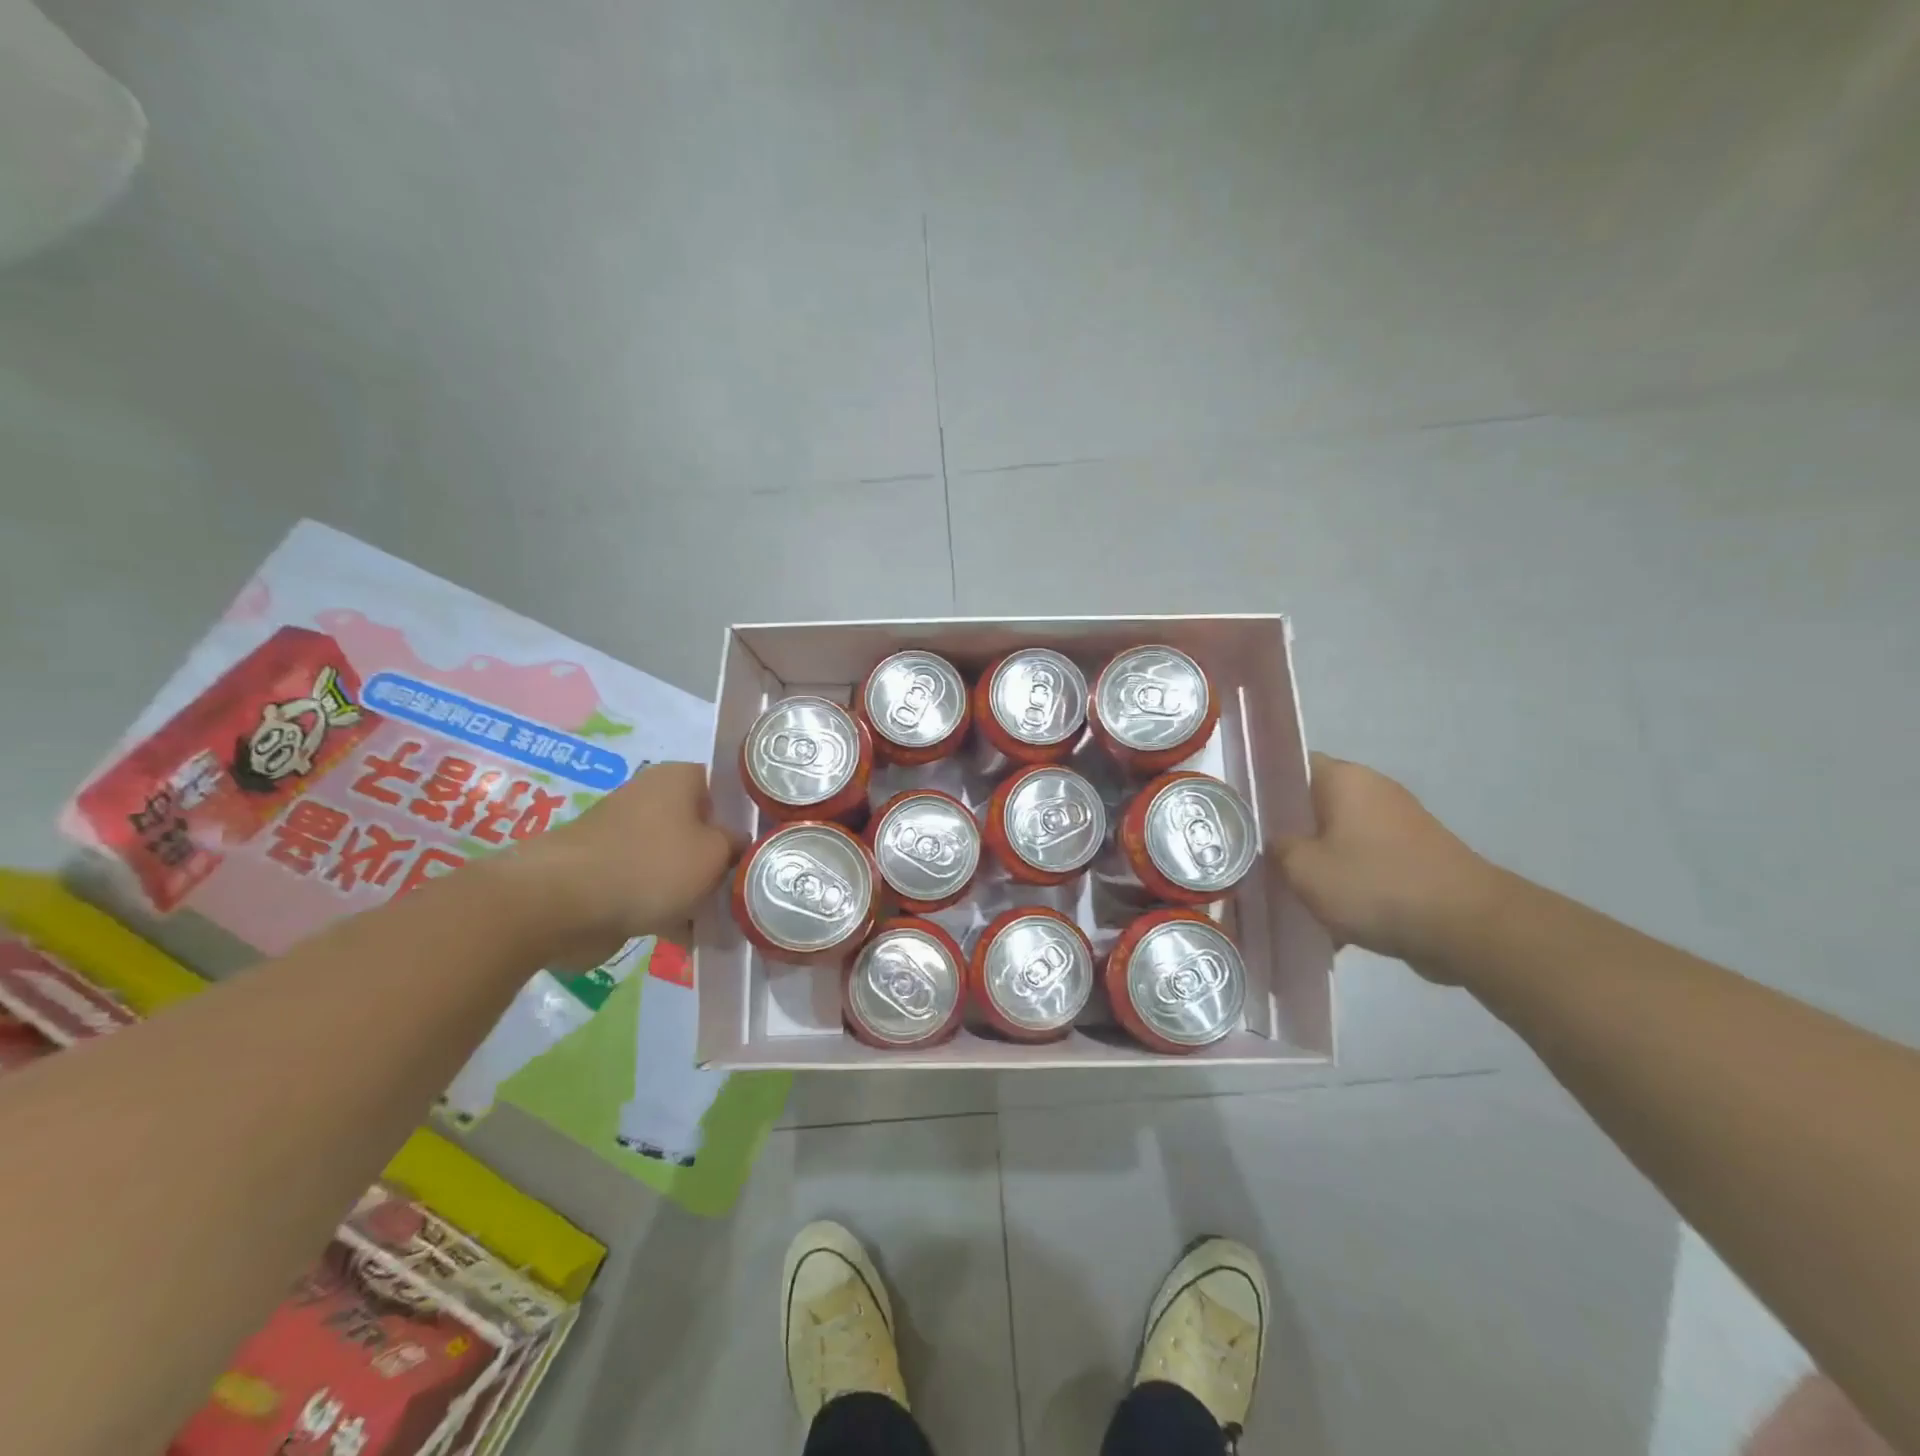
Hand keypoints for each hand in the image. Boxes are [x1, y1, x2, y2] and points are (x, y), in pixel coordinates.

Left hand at [504, 762, 739, 965]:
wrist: (561, 903)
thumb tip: (738, 845)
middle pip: (702, 827)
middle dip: (722, 859)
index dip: (748, 815)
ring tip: (725, 920)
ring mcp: (626, 836)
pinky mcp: (607, 872)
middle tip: (749, 886)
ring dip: (696, 888)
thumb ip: (737, 846)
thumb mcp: (715, 854)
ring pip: (677, 860)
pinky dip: (668, 908)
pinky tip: (691, 937)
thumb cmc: (650, 865)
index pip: (726, 787)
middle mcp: (651, 798)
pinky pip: (651, 886)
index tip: (766, 845)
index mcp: (678, 778)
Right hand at [1272, 753, 1502, 974]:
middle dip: (1289, 835)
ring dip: (1319, 865)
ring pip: (1339, 839)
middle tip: (1260, 862)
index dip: (1263, 789)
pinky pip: (1366, 864)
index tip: (1242, 818)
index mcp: (1344, 779)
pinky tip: (1332, 923)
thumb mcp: (1304, 869)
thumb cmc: (1375, 884)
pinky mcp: (1417, 858)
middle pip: (1314, 806)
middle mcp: (1374, 790)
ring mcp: (1399, 824)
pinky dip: (1349, 886)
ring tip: (1293, 897)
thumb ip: (1278, 849)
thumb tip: (1278, 843)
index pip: (1291, 766)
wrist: (1466, 927)